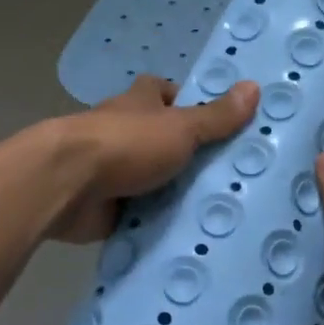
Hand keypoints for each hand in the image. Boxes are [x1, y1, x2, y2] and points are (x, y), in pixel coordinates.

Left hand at [49, 74, 258, 242]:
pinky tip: (187, 238)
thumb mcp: (181, 127)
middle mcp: (124, 132)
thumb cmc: (126, 143)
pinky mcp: (106, 207)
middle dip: (189, 156)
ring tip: (221, 212)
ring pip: (152, 180)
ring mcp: (113, 171)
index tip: (218, 122)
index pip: (164, 93)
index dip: (187, 102)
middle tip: (233, 177)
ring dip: (174, 193)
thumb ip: (217, 116)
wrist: (68, 185)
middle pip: (162, 140)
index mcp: (139, 103)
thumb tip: (255, 86)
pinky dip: (156, 224)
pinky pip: (139, 215)